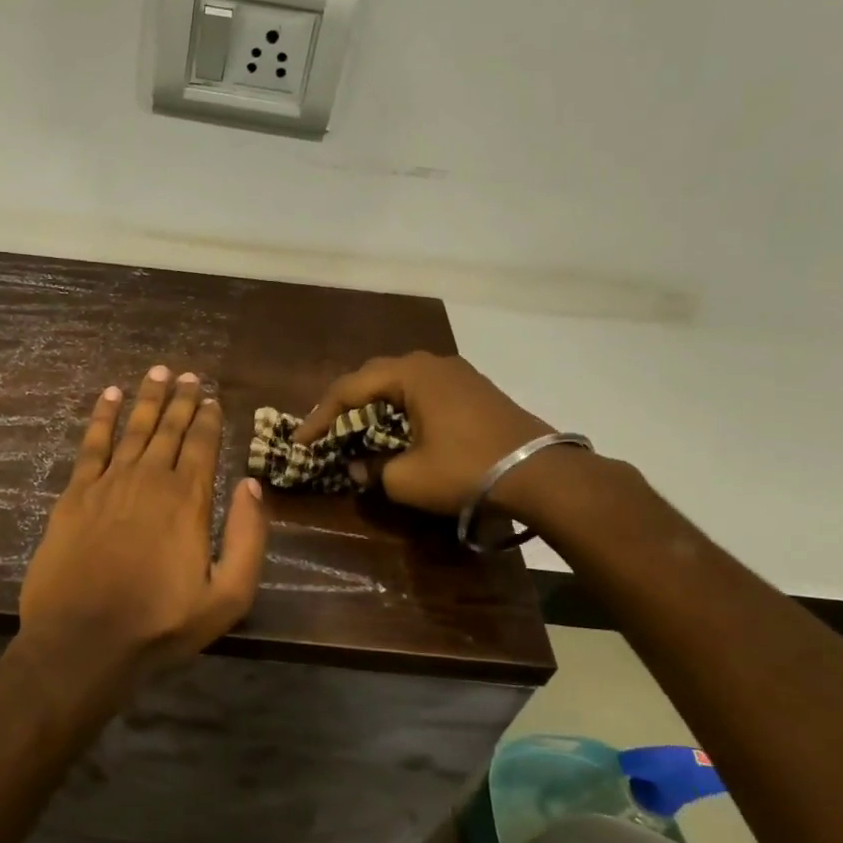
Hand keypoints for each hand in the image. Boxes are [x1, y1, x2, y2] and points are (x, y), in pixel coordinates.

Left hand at [19, 366, 268, 688]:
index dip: (209, 418)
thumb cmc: (160, 624)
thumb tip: (252, 485)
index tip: (212, 398)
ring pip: (134, 427)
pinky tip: (110, 396)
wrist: (83, 640)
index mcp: (189, 499)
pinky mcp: (75, 494)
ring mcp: (109, 482)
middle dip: (182, 399)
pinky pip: (92, 443)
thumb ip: (249, 538)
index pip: (203, 445)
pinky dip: (102, 416)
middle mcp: (151, 479)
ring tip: (158, 372)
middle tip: (188, 375)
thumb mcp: (227, 596)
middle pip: (170, 428)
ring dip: (148, 398)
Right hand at [292, 351, 559, 515]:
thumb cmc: (466, 469)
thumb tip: (357, 469)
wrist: (542, 474)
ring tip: (355, 429)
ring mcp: (457, 374)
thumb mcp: (407, 478)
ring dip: (374, 405)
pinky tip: (397, 430)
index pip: (349, 388)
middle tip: (324, 431)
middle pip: (373, 377)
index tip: (300, 441)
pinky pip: (423, 391)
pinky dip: (400, 408)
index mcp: (410, 374)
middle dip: (345, 404)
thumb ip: (372, 470)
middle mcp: (431, 363)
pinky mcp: (474, 390)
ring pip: (400, 383)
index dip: (320, 416)